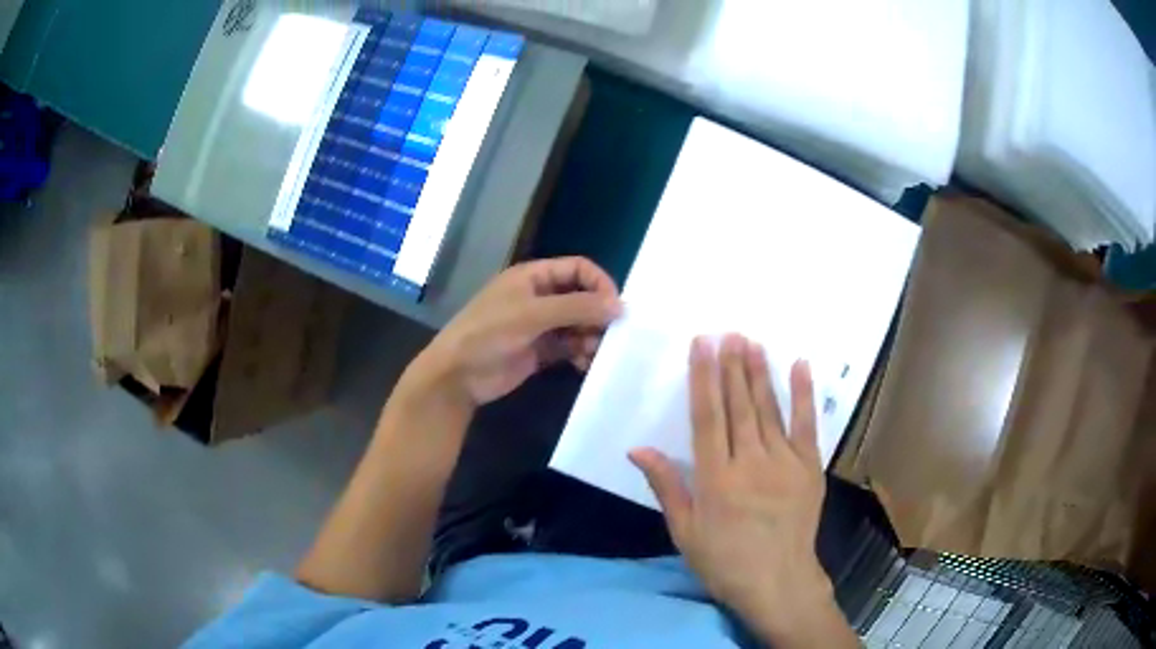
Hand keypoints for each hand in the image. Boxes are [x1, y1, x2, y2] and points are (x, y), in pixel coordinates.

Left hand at [418, 257, 621, 406]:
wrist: (457, 375)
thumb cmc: (489, 334)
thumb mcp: (532, 316)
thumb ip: (576, 308)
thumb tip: (620, 306)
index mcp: (534, 277)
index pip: (578, 269)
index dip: (600, 284)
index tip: (616, 309)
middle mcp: (540, 297)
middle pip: (582, 297)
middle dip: (598, 315)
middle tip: (610, 336)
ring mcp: (540, 325)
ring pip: (578, 324)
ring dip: (591, 336)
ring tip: (594, 353)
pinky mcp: (540, 350)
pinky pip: (570, 346)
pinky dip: (581, 353)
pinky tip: (584, 365)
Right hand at [630, 335, 835, 639]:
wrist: (778, 581)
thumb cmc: (724, 561)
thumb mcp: (685, 531)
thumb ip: (666, 486)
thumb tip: (638, 449)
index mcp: (716, 479)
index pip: (707, 418)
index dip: (703, 379)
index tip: (701, 345)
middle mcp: (750, 463)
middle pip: (739, 406)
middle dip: (732, 366)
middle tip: (728, 332)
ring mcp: (784, 463)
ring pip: (769, 409)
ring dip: (759, 372)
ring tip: (752, 341)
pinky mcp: (809, 468)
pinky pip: (807, 425)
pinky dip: (804, 394)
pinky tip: (800, 366)